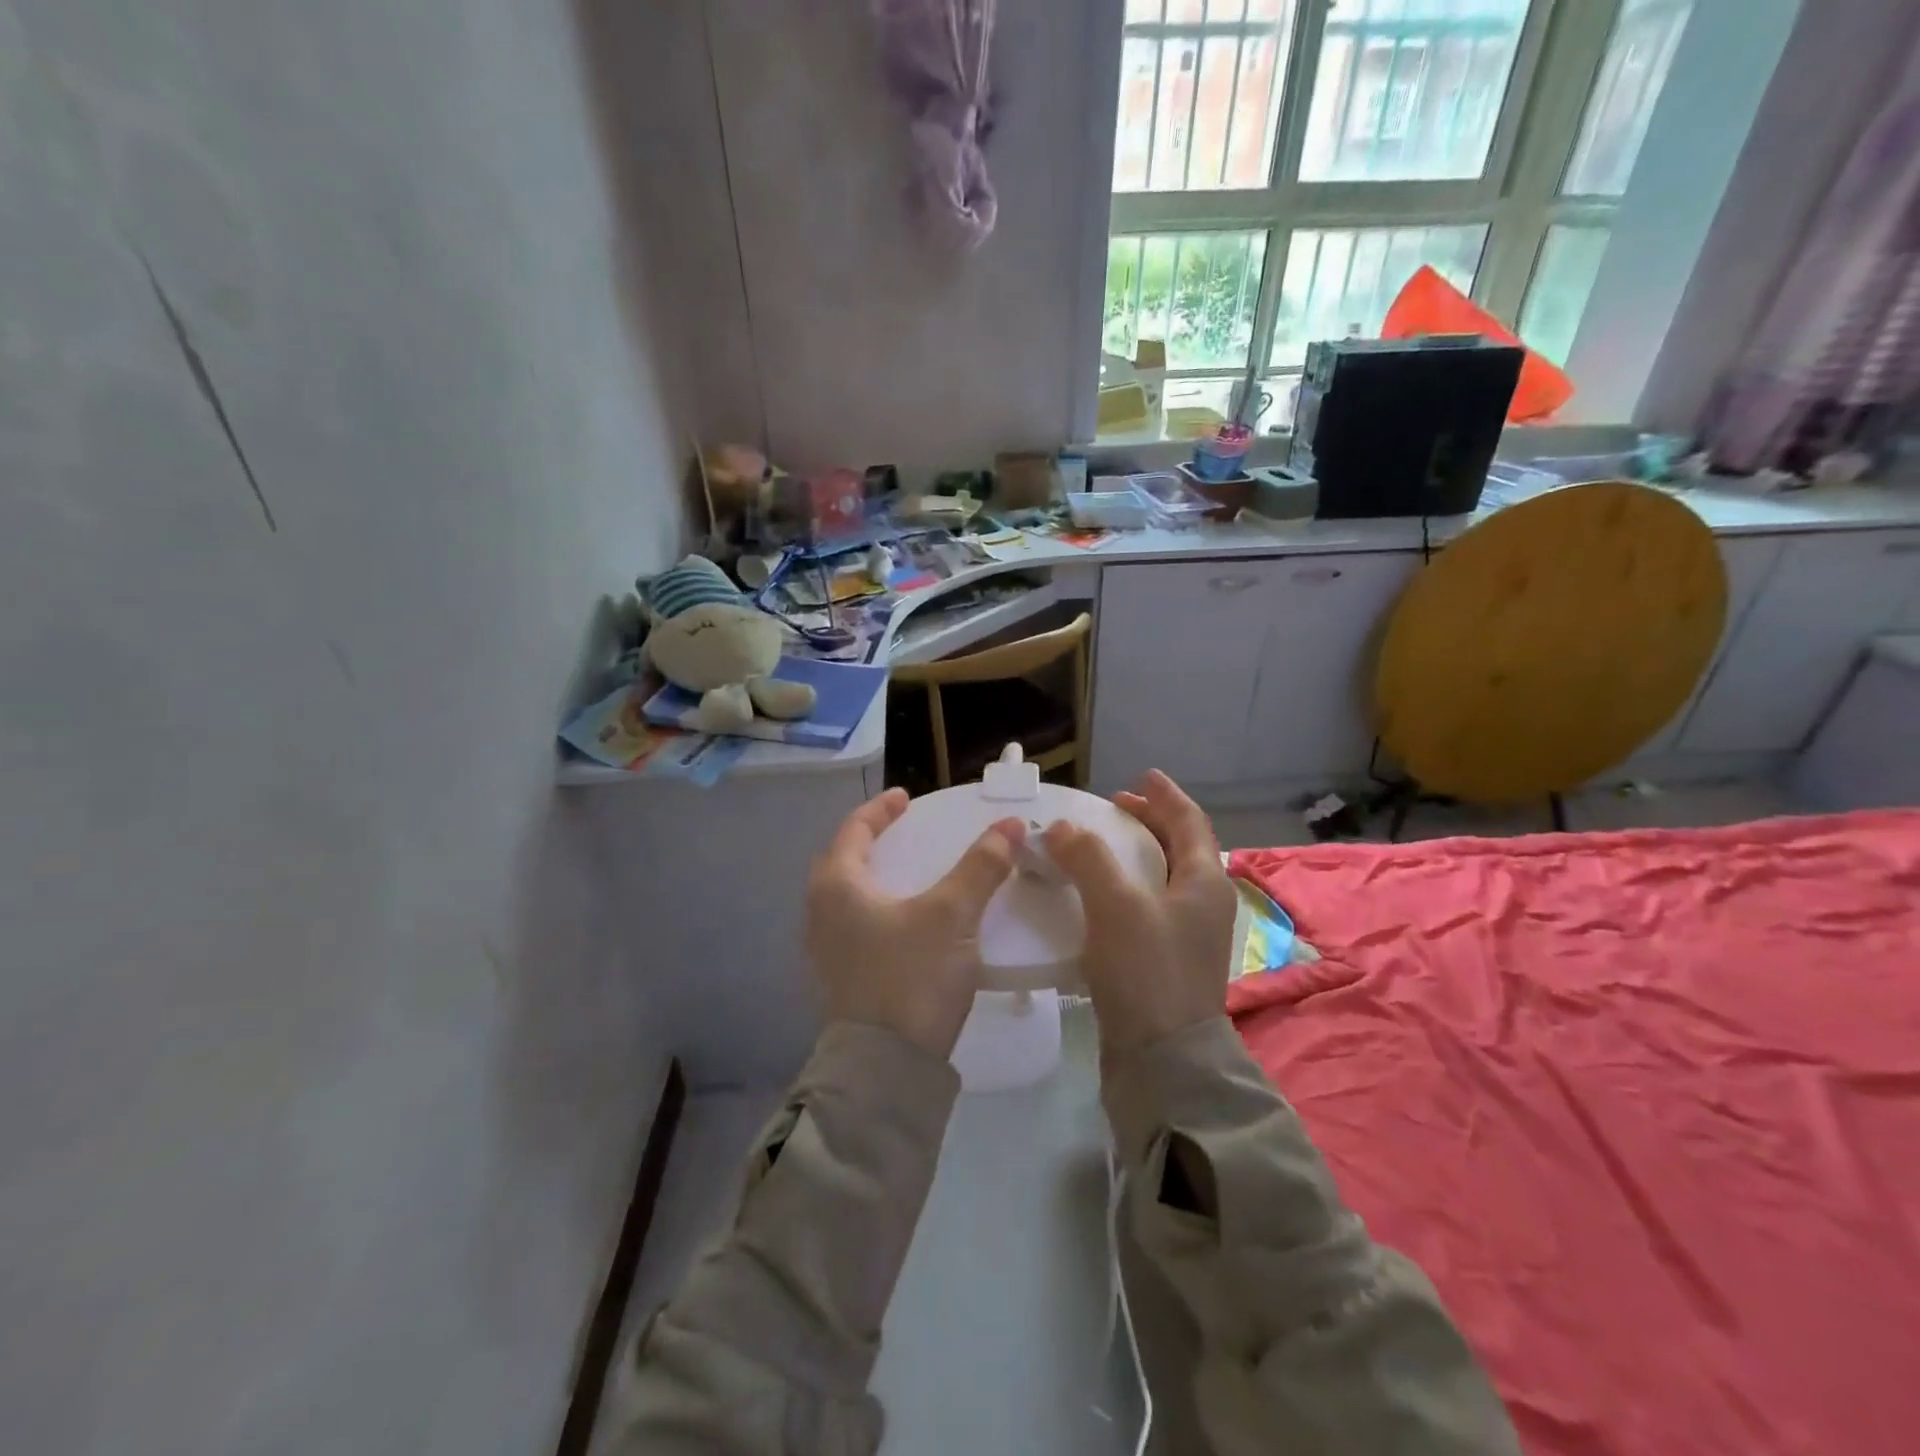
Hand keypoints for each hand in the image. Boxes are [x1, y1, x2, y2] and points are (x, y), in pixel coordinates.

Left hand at [805, 789, 1024, 1059]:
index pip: (854, 830)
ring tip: (911, 876)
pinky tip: (909, 924)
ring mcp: (827, 951)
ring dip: (877, 880)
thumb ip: (981, 867)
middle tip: (905, 834)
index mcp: (837, 886)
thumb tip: (1009, 825)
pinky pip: (857, 927)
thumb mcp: (952, 915)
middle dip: (873, 844)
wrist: (885, 1070)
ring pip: (849, 898)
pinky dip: (880, 911)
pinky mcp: (841, 980)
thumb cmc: (911, 977)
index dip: (881, 810)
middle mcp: (821, 913)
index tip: (905, 798)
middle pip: (844, 863)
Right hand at [1044, 770, 1236, 1054]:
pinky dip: (1125, 887)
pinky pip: (1147, 906)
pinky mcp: (1167, 960)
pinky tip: (1096, 896)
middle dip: (1148, 823)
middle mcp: (1204, 904)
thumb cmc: (1148, 971)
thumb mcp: (1117, 906)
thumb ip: (1088, 858)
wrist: (1163, 1060)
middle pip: (1179, 847)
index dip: (1165, 796)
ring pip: (1162, 878)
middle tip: (1113, 809)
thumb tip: (1061, 828)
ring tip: (1099, 847)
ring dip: (1134, 855)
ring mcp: (1188, 935)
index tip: (1141, 776)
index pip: (1190, 822)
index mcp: (1205, 882)